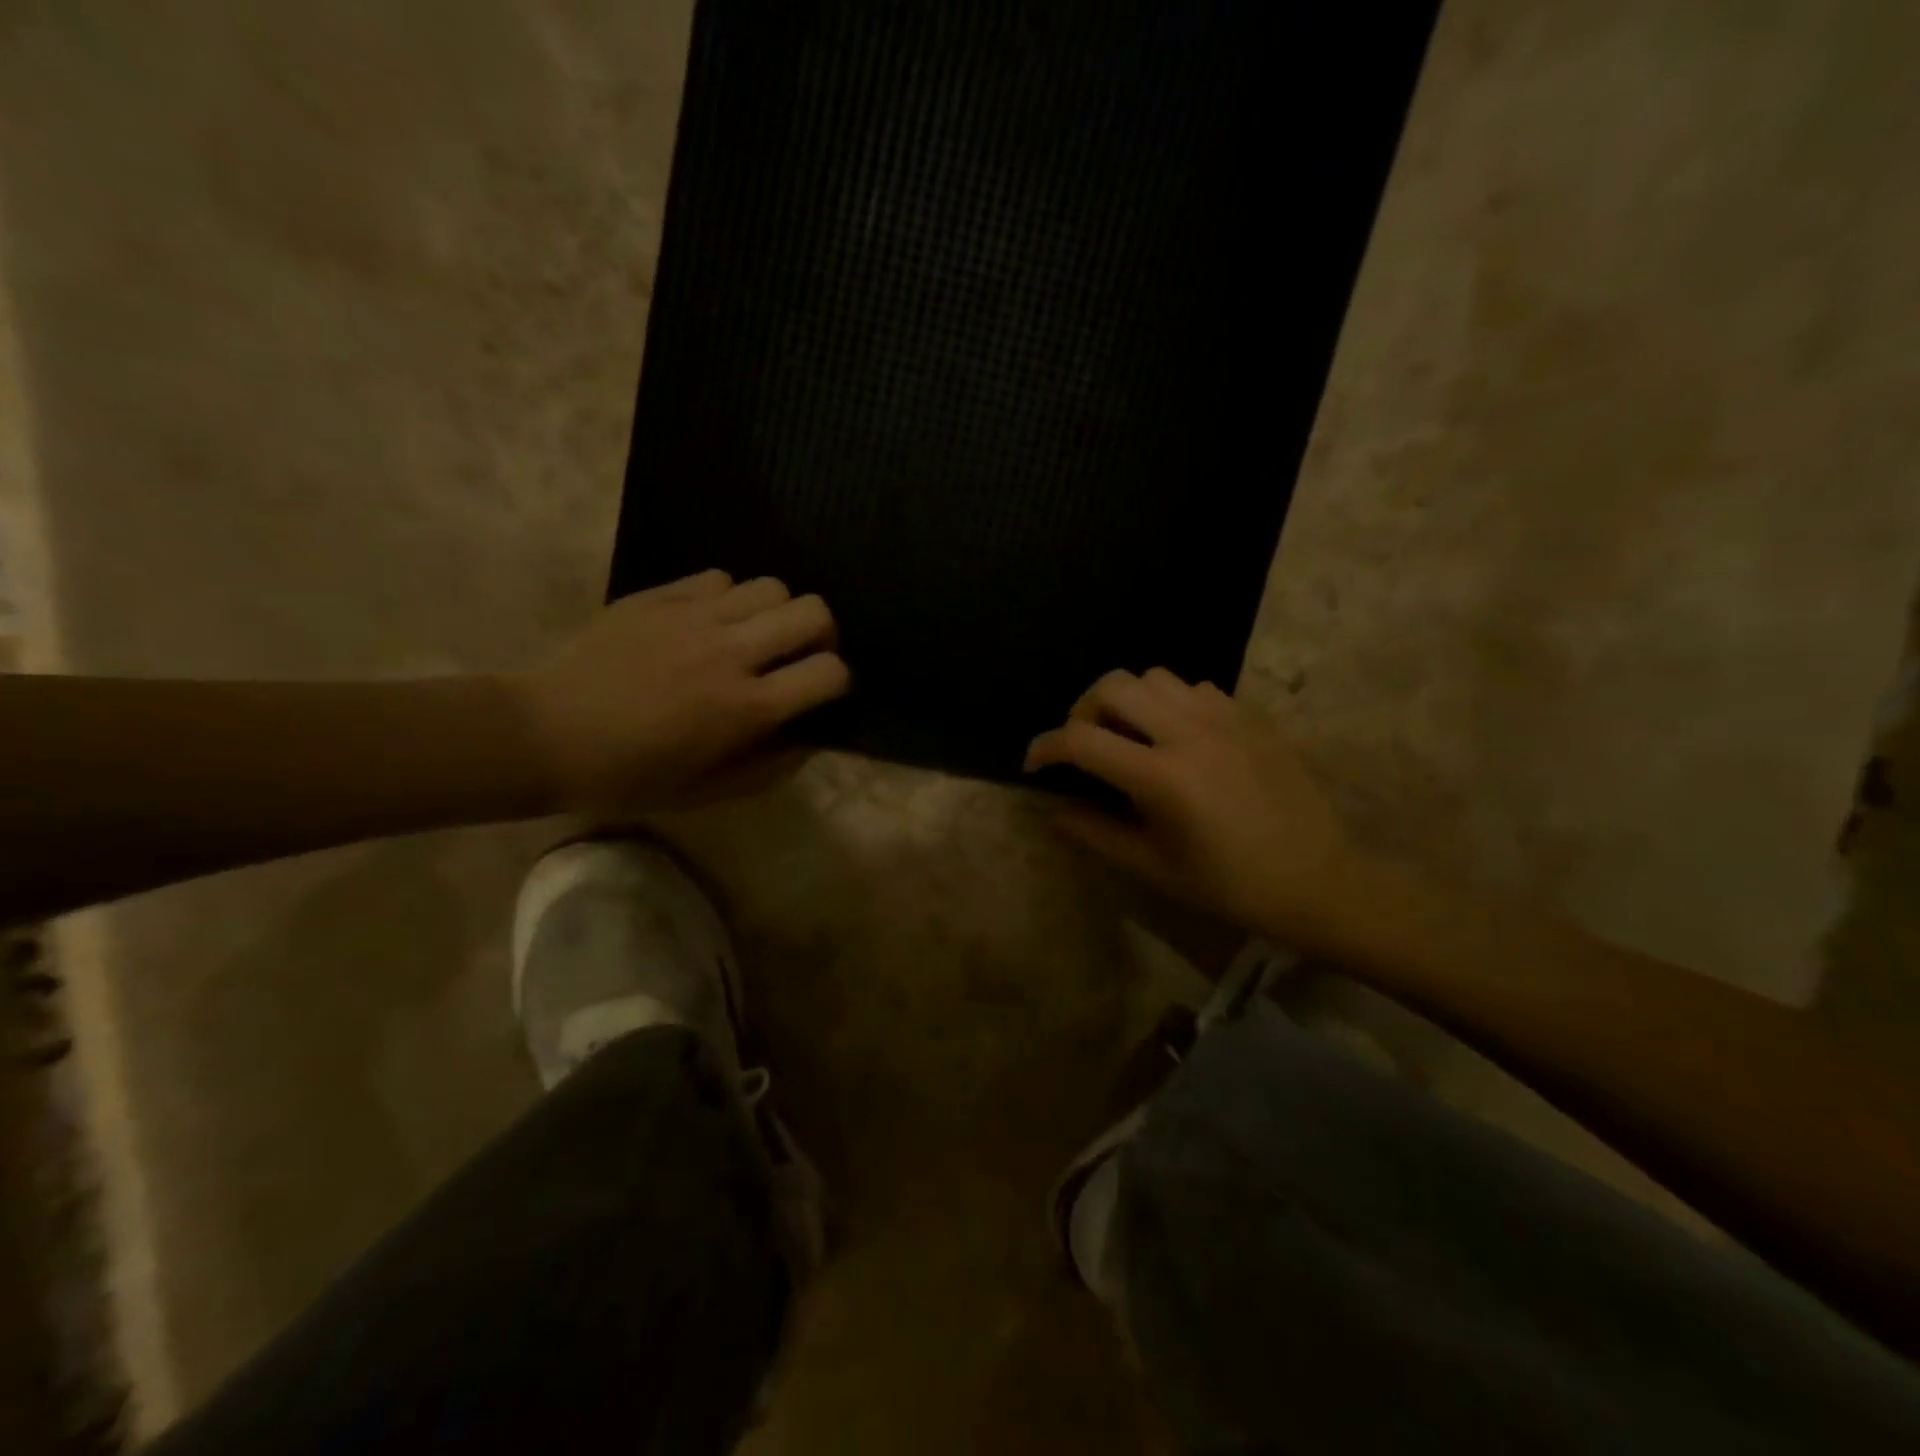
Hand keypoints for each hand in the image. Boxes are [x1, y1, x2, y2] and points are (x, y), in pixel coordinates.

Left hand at [512, 569, 848, 812]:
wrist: (546, 734)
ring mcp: (693, 617)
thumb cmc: (630, 775)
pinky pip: (720, 578)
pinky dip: (728, 598)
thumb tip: (810, 737)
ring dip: (775, 612)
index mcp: (745, 707)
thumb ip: (770, 766)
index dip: (837, 681)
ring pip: (771, 585)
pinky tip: (707, 623)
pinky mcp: (660, 596)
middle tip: (796, 654)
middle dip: (819, 634)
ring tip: (752, 635)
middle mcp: (730, 653)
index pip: (830, 672)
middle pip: (814, 611)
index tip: (818, 693)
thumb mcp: (707, 792)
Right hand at [1025, 669, 1362, 945]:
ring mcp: (1224, 718)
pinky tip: (1176, 735)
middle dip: (1082, 711)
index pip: (1080, 740)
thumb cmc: (1229, 885)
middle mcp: (1188, 733)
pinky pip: (1195, 688)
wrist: (1317, 880)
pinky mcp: (1250, 717)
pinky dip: (1170, 702)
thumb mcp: (1153, 867)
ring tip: (1129, 734)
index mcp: (1160, 776)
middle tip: (1084, 745)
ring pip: (1154, 677)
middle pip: (1113, 687)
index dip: (1045, 747)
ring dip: (1127, 700)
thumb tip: (1054, 812)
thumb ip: (1096, 834)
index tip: (1034, 764)